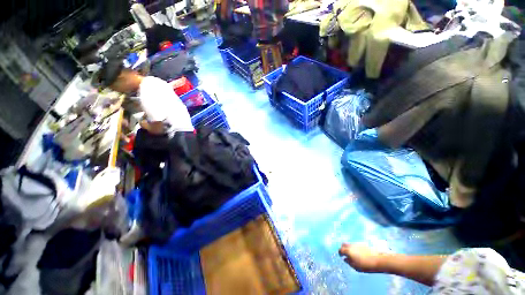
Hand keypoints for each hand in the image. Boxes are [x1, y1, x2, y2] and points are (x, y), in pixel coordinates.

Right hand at [339, 243, 383, 272]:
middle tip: (345, 254)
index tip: (341, 256)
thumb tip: (345, 259)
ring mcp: (356, 244)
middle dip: (343, 248)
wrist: (377, 260)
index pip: (340, 250)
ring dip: (349, 248)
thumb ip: (349, 262)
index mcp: (348, 251)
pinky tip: (359, 253)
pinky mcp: (362, 244)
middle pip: (343, 244)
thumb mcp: (356, 266)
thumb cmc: (365, 265)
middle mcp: (351, 246)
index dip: (340, 253)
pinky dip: (354, 248)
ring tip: (353, 254)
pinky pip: (355, 245)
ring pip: (349, 244)